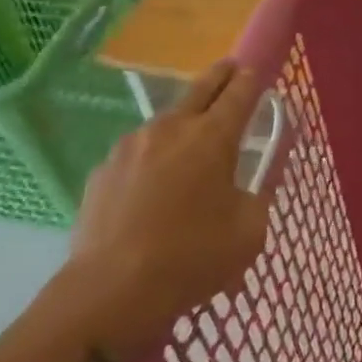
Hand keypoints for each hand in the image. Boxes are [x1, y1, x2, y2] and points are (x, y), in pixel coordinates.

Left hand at [55, 61, 270, 361]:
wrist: (109, 292)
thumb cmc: (191, 258)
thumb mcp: (249, 232)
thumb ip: (258, 198)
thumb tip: (251, 186)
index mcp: (212, 137)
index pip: (240, 93)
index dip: (252, 79)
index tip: (258, 71)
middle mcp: (171, 129)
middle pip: (201, 88)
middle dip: (221, 76)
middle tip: (232, 69)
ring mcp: (131, 147)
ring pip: (166, 121)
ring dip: (184, 121)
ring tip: (192, 141)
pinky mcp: (103, 171)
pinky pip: (138, 153)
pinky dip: (153, 158)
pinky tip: (154, 186)